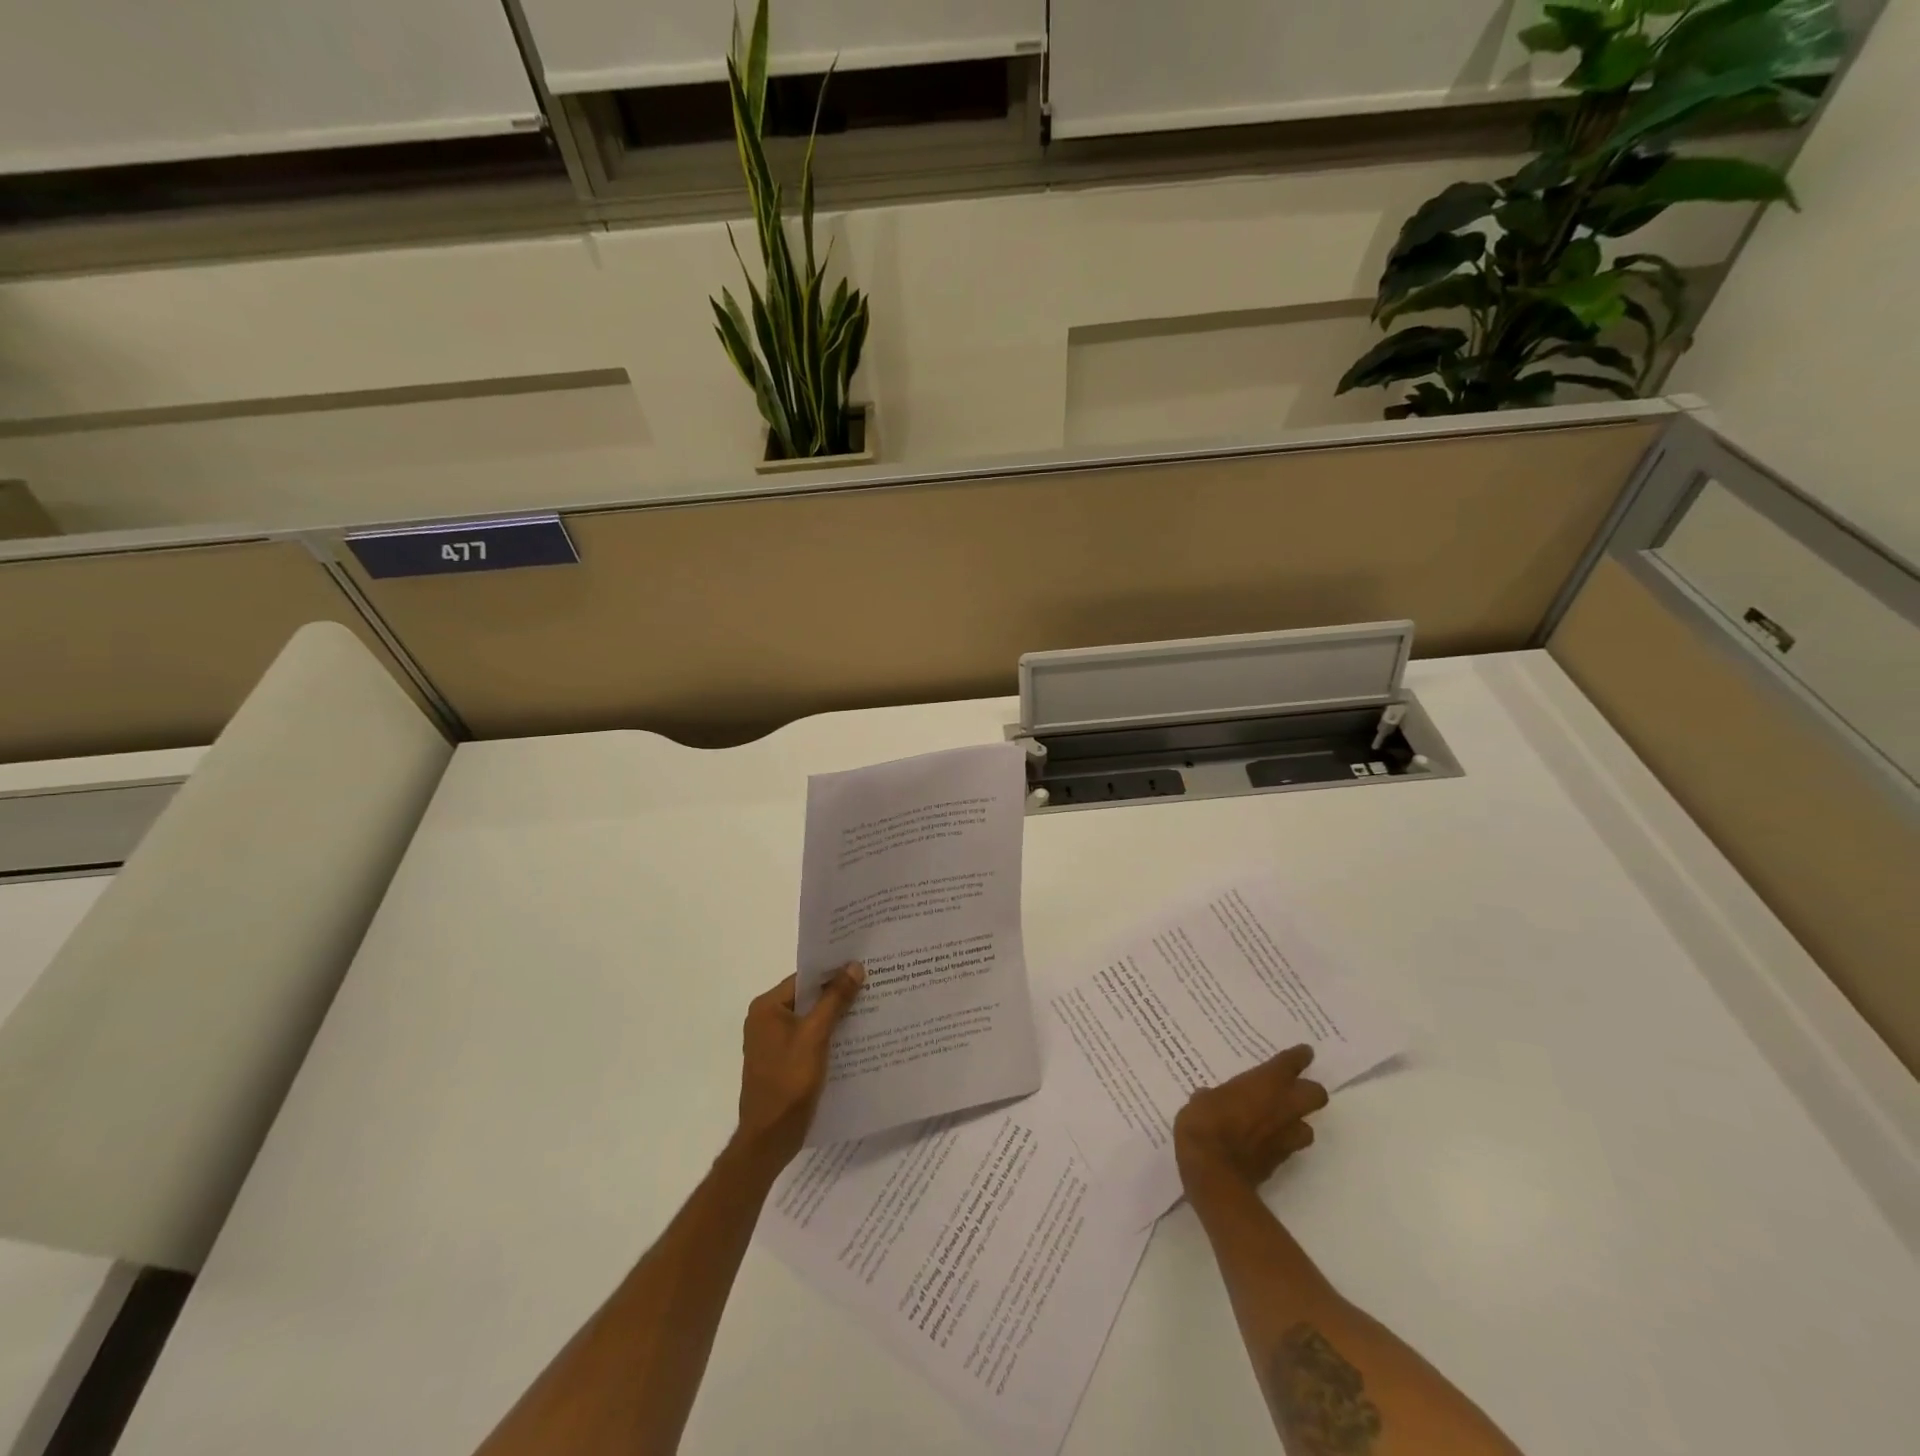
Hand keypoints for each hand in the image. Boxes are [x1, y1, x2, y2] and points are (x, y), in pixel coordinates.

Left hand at [734, 965, 865, 1170]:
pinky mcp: (782, 1061)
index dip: (833, 971)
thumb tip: (853, 966)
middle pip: (807, 997)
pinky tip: (854, 1037)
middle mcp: (766, 1020)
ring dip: (835, 1015)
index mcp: (767, 1008)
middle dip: (837, 993)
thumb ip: (834, 999)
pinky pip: (808, 1038)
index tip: (862, 965)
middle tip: (872, 984)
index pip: (804, 977)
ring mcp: (773, 1042)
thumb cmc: (789, 1082)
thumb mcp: (815, 1036)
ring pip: (810, 1018)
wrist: (770, 1138)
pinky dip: (828, 1035)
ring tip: (870, 1007)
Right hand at [1173, 1044, 1328, 1193]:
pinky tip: (1264, 1141)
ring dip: (1297, 1122)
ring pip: (1308, 1127)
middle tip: (1295, 1089)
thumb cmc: (1205, 1125)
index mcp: (1265, 1084)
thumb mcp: (1200, 1101)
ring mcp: (1285, 1138)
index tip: (1304, 1052)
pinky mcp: (1279, 1162)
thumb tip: (1209, 1098)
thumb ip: (1212, 1096)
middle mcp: (1282, 1107)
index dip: (1299, 1057)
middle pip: (1317, 1095)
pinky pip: (1289, 1148)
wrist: (1213, 1174)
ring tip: (1280, 1120)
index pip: (1290, 1064)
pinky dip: (1280, 1142)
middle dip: (1310, 1091)